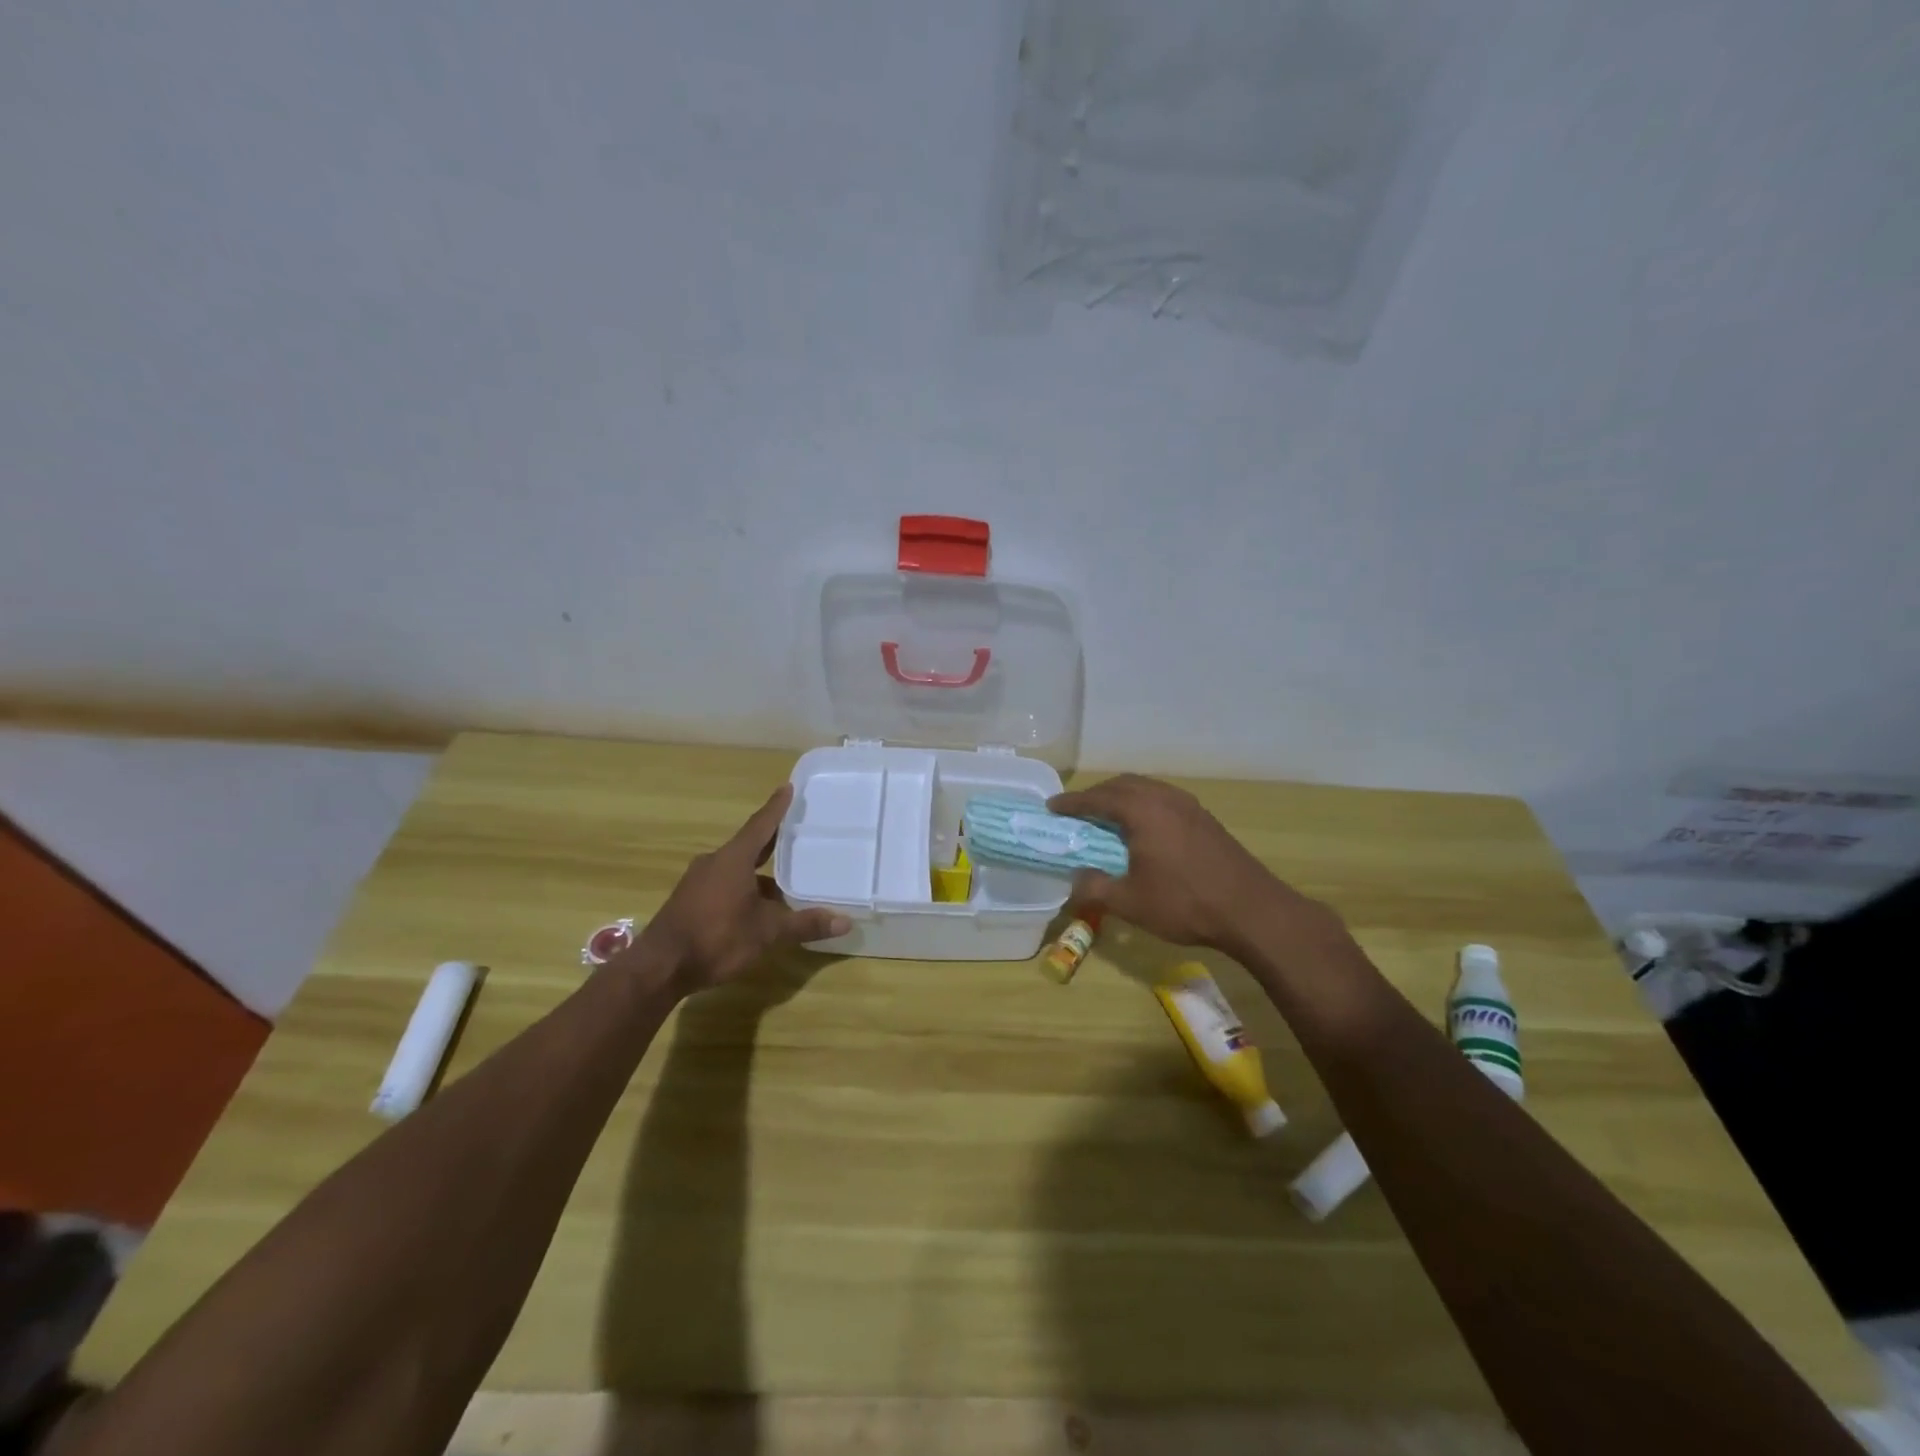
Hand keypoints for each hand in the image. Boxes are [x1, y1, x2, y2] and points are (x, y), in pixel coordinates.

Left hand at [625, 784, 850, 993]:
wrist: (659, 967)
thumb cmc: (717, 938)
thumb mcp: (767, 932)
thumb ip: (804, 924)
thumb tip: (845, 922)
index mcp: (734, 859)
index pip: (761, 825)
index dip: (776, 808)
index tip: (787, 788)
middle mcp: (714, 862)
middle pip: (749, 846)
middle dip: (772, 844)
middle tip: (796, 836)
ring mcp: (698, 882)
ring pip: (737, 870)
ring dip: (759, 876)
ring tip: (786, 887)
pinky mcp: (689, 901)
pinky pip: (724, 885)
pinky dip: (744, 890)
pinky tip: (758, 910)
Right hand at [1048, 774, 1329, 956]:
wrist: (1252, 911)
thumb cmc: (1185, 904)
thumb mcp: (1130, 903)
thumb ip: (1095, 888)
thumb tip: (1074, 880)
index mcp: (1143, 812)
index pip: (1099, 798)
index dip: (1072, 802)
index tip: (1052, 807)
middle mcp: (1165, 799)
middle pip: (1123, 785)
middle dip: (1097, 794)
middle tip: (1077, 810)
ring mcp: (1189, 806)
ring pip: (1146, 788)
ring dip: (1122, 796)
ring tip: (1107, 816)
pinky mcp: (1205, 819)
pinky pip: (1164, 798)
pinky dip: (1143, 804)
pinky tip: (1144, 827)